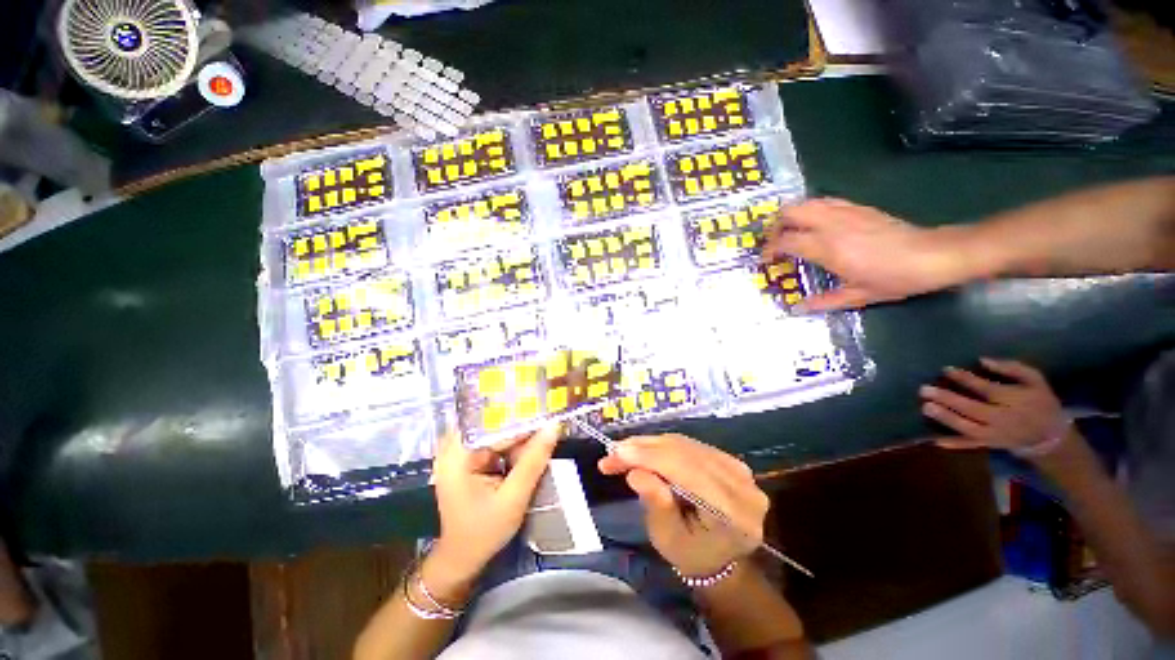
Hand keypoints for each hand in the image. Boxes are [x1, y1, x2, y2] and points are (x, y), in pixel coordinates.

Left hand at [428, 425, 559, 591]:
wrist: (462, 559)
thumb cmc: (484, 533)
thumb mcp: (513, 498)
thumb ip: (533, 462)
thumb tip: (553, 427)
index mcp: (458, 456)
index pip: (496, 427)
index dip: (523, 422)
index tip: (549, 419)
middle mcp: (455, 449)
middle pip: (495, 427)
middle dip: (522, 430)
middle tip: (549, 429)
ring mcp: (460, 455)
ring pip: (497, 435)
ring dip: (518, 440)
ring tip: (541, 441)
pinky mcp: (468, 461)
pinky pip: (494, 445)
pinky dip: (511, 449)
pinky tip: (526, 455)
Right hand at [598, 434, 768, 577]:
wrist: (718, 558)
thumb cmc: (690, 555)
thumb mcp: (668, 538)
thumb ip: (656, 503)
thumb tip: (635, 472)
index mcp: (735, 514)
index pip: (689, 473)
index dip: (651, 458)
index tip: (616, 453)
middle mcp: (744, 486)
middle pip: (687, 454)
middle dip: (645, 449)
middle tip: (613, 452)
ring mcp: (739, 469)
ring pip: (686, 445)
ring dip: (650, 445)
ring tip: (623, 451)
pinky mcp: (729, 460)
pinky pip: (690, 445)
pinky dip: (663, 446)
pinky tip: (643, 450)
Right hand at [761, 198, 965, 311]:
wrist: (934, 255)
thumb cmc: (894, 278)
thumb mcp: (857, 296)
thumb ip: (823, 301)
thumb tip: (797, 309)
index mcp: (827, 248)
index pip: (785, 240)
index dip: (770, 249)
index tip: (766, 259)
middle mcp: (831, 225)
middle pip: (791, 212)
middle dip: (776, 225)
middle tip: (775, 241)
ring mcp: (845, 212)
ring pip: (807, 202)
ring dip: (792, 215)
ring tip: (791, 231)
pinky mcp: (858, 208)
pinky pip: (825, 202)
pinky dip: (812, 210)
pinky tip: (816, 223)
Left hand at [920, 358, 1064, 451]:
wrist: (1050, 435)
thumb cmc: (1039, 400)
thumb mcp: (1034, 379)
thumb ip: (1011, 368)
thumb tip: (983, 359)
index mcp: (1014, 400)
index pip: (986, 389)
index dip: (965, 379)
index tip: (945, 369)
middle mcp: (1003, 419)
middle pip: (973, 409)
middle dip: (948, 399)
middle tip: (924, 389)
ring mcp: (996, 434)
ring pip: (969, 428)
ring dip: (946, 418)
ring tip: (925, 407)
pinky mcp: (990, 445)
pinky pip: (972, 445)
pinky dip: (955, 444)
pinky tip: (936, 440)